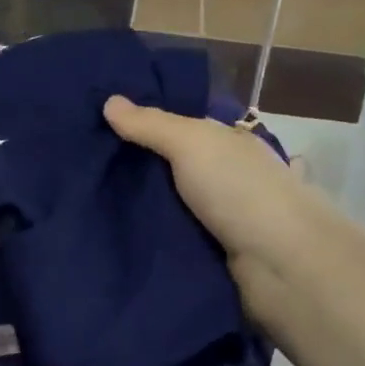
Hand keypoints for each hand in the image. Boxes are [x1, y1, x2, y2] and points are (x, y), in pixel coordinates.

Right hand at [104, 96, 337, 325]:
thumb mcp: (192, 143)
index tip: (101, 127)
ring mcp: (226, 219)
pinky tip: (117, 237)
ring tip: (89, 204)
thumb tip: (109, 101)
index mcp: (233, 144)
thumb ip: (151, 124)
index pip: (185, 128)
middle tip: (84, 169)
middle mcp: (231, 178)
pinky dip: (154, 239)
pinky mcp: (217, 256)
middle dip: (139, 170)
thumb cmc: (239, 190)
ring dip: (143, 209)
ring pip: (174, 207)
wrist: (280, 264)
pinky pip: (177, 241)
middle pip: (176, 169)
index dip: (148, 125)